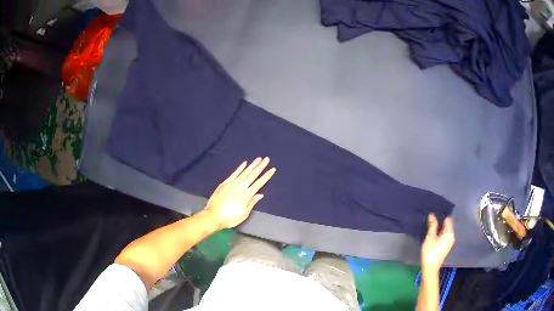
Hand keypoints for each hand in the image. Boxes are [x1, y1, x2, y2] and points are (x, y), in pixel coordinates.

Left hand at [203, 157, 275, 228]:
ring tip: (258, 158)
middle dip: (261, 166)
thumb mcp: (244, 214)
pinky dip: (240, 168)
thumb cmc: (229, 218)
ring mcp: (232, 184)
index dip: (266, 176)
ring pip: (244, 172)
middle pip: (253, 175)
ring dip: (252, 165)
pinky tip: (245, 163)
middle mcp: (240, 187)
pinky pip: (234, 173)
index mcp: (246, 195)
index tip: (272, 169)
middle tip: (267, 159)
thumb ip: (252, 203)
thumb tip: (260, 195)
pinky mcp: (225, 183)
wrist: (212, 216)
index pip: (259, 183)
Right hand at [421, 214, 454, 272]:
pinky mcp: (446, 247)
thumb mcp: (430, 237)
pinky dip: (440, 234)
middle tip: (430, 220)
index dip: (441, 215)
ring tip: (430, 227)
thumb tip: (432, 215)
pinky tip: (433, 236)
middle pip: (447, 225)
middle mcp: (452, 236)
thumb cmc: (430, 252)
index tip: (434, 214)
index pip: (448, 219)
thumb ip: (432, 225)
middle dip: (440, 222)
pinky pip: (444, 236)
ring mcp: (450, 242)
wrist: (430, 268)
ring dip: (439, 229)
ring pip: (445, 231)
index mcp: (449, 232)